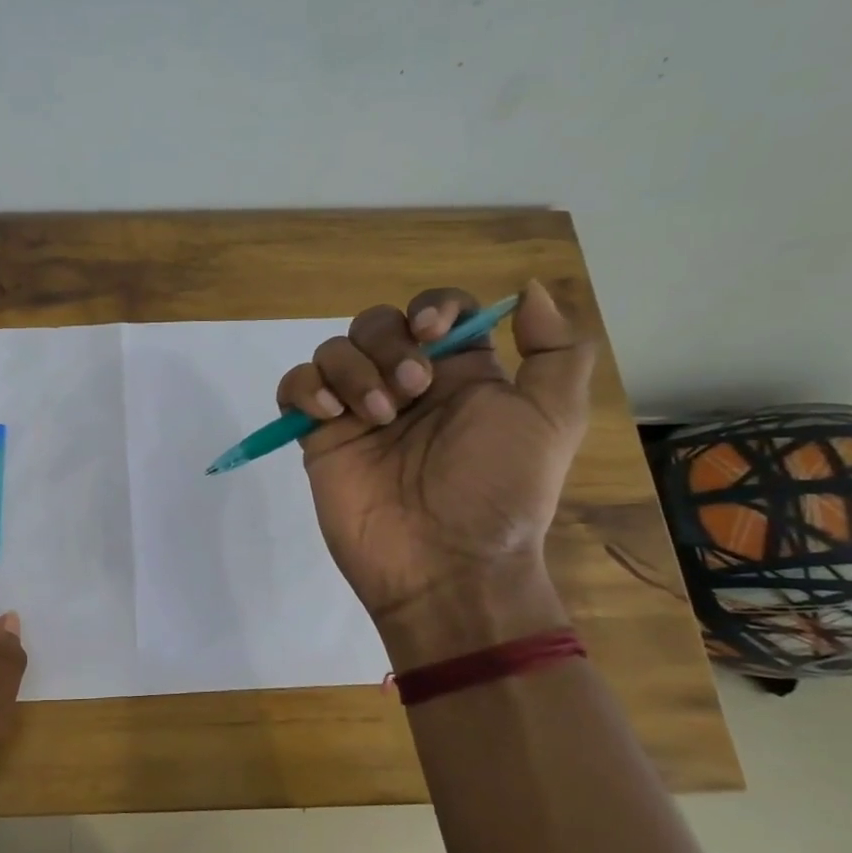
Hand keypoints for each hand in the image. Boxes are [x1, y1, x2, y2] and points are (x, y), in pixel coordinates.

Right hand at [276, 280, 593, 642]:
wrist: (445, 562)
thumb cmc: (499, 490)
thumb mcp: (553, 417)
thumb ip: (556, 349)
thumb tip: (526, 290)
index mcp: (460, 375)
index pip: (435, 311)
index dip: (431, 309)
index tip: (434, 333)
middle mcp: (406, 385)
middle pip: (377, 323)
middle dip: (389, 345)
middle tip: (411, 392)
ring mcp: (358, 411)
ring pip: (334, 350)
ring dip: (353, 370)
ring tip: (377, 416)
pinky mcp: (320, 437)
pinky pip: (295, 387)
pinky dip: (305, 387)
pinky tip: (328, 413)